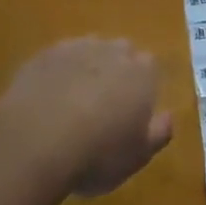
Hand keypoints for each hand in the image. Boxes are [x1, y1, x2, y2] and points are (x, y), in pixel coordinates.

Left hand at [0, 37, 172, 196]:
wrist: (37, 141)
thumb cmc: (98, 154)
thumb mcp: (138, 156)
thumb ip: (159, 133)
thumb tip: (168, 116)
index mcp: (142, 74)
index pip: (151, 67)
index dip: (142, 86)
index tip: (133, 109)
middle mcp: (113, 51)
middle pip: (121, 52)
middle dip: (116, 71)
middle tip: (105, 104)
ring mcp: (77, 48)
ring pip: (89, 51)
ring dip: (87, 69)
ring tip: (74, 100)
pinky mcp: (45, 55)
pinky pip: (58, 59)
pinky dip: (58, 73)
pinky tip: (48, 98)